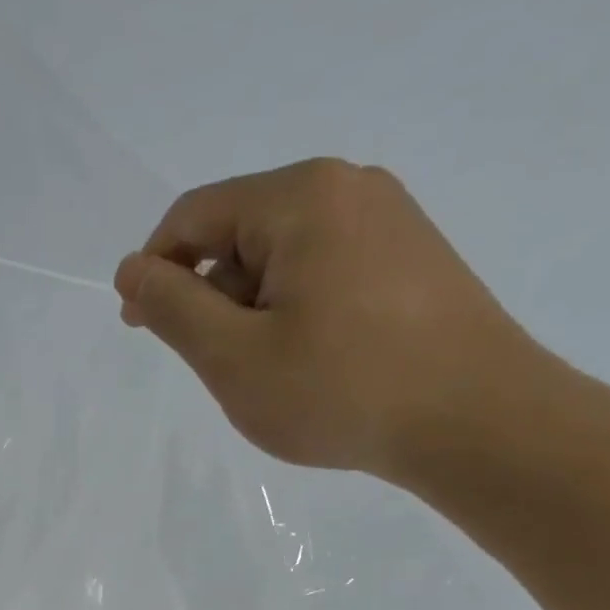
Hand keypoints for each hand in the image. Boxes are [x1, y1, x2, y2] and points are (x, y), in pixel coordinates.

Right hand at [113, 159, 558, 481]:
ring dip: (250, 309)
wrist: (478, 422)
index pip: (193, 216)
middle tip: (213, 364)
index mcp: (300, 197)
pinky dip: (293, 310)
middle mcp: (348, 188)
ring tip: (266, 372)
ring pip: (281, 256)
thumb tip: (130, 269)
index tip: (140, 327)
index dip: (154, 269)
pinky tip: (308, 360)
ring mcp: (389, 220)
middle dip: (208, 295)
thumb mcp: (233, 356)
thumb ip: (171, 308)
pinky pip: (323, 270)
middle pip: (239, 232)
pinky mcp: (411, 257)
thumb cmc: (341, 389)